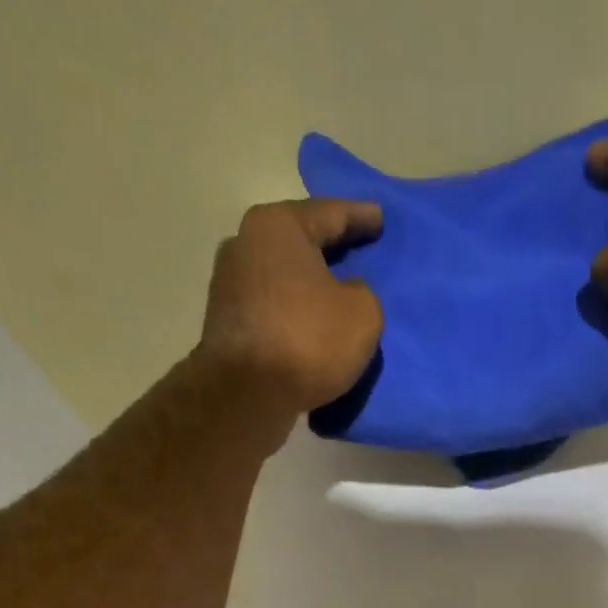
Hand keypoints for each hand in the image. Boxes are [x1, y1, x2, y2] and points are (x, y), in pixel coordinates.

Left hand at [196, 199, 384, 418]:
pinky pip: (273, 311)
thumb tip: (346, 295)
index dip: (360, 217)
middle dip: (330, 250)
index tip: (379, 219)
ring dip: (309, 287)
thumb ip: (364, 295)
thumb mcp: (363, 315)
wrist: (246, 394)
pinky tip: (312, 328)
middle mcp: (246, 244)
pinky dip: (294, 316)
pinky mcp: (227, 325)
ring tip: (336, 297)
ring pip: (284, 279)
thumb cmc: (307, 340)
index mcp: (278, 226)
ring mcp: (230, 285)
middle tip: (358, 254)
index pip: (330, 213)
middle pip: (300, 243)